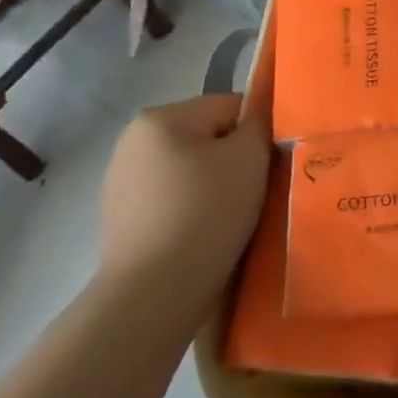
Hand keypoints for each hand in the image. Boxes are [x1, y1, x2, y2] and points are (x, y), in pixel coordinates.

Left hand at [98, 96, 271, 310]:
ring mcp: (123, 182)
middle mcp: (133, 142)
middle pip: (209, 138)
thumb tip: (260, 118)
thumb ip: (260, 125)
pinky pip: (176, 201)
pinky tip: (209, 235)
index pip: (231, 106)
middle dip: (236, 160)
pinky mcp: (125, 220)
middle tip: (259, 192)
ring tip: (236, 218)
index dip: (259, 131)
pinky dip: (196, 211)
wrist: (155, 291)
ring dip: (218, 187)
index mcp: (160, 118)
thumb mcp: (250, 156)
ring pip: (193, 171)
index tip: (273, 163)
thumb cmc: (206, 212)